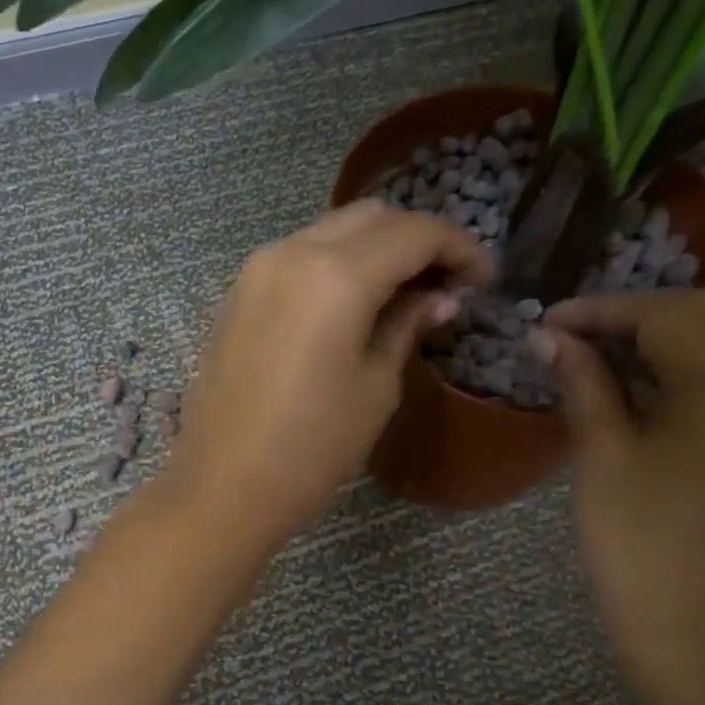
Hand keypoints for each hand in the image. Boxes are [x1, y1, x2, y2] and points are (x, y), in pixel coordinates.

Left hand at [162, 202, 492, 554]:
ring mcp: (257, 269)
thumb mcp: (375, 388)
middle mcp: (292, 252)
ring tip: (405, 292)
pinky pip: (299, 257)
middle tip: (447, 282)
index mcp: (335, 276)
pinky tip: (355, 302)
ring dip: (375, 248)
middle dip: (417, 239)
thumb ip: (406, 327)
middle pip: (371, 217)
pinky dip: (337, 264)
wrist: (221, 487)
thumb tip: (439, 298)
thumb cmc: (310, 449)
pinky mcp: (238, 293)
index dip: (459, 248)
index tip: (483, 279)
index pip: (414, 233)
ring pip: (331, 230)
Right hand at [531, 290, 704, 701]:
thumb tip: (548, 336)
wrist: (690, 629)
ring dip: (660, 339)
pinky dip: (683, 370)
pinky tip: (636, 389)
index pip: (666, 315)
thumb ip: (582, 382)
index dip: (602, 310)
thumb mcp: (602, 454)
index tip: (547, 321)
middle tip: (573, 335)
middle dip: (636, 315)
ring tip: (595, 357)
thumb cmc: (637, 542)